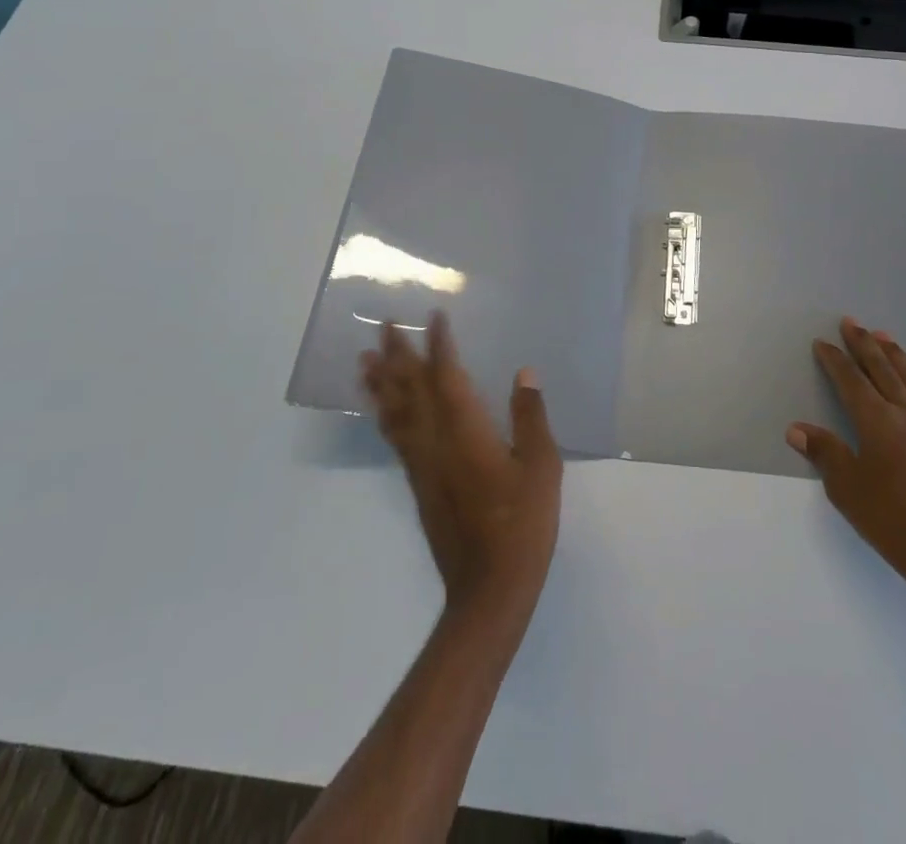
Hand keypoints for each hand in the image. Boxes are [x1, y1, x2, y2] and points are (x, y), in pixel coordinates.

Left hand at [361, 313, 561, 620]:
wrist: (489, 589)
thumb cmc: (522, 524)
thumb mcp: (541, 467)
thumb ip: (531, 417)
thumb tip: (524, 373)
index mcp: (466, 432)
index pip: (447, 376)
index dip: (439, 345)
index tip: (433, 317)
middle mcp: (436, 442)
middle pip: (411, 389)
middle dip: (397, 355)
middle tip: (383, 325)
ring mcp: (422, 465)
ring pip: (395, 413)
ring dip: (380, 383)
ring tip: (364, 359)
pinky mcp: (419, 485)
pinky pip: (395, 438)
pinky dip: (385, 416)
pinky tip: (382, 410)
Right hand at [787, 318, 905, 609]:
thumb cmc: (890, 521)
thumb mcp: (846, 489)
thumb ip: (824, 452)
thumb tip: (797, 429)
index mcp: (878, 421)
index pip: (850, 380)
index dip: (834, 359)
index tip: (822, 343)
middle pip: (882, 369)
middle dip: (863, 344)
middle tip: (850, 322)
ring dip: (895, 354)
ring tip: (883, 336)